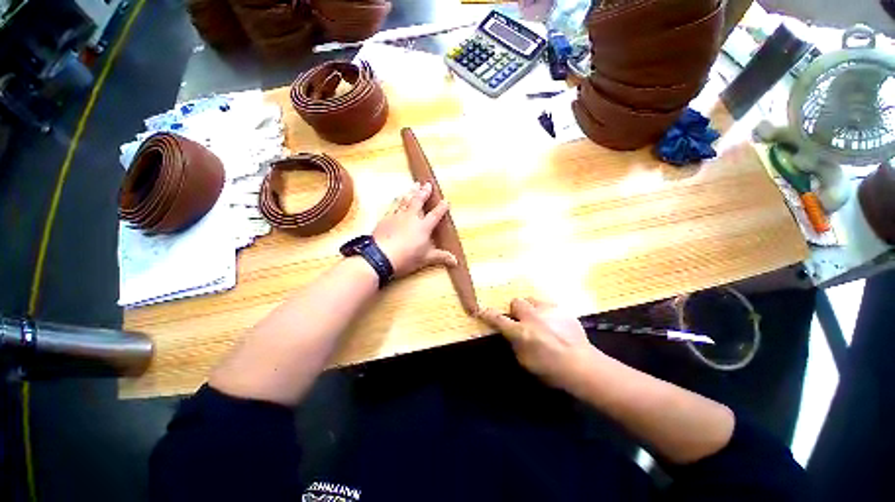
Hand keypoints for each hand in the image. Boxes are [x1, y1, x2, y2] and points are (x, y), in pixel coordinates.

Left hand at [373, 182, 457, 277]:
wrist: (380, 256)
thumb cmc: (406, 258)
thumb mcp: (426, 259)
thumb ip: (441, 257)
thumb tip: (455, 262)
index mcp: (424, 226)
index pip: (435, 214)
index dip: (441, 208)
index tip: (445, 201)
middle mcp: (411, 217)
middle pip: (419, 201)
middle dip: (425, 192)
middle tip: (427, 184)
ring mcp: (397, 216)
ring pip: (406, 200)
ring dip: (411, 192)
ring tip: (415, 184)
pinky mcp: (386, 218)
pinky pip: (393, 205)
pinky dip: (397, 200)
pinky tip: (397, 197)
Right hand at [479, 298, 602, 391]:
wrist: (582, 365)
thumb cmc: (551, 369)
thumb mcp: (525, 361)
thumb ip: (515, 343)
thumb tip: (512, 334)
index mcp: (521, 332)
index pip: (498, 319)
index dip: (488, 315)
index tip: (481, 310)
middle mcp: (532, 317)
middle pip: (516, 302)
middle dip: (515, 310)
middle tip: (522, 321)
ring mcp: (548, 310)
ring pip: (532, 300)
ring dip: (531, 309)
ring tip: (539, 320)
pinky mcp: (561, 309)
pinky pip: (547, 305)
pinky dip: (546, 313)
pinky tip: (554, 324)